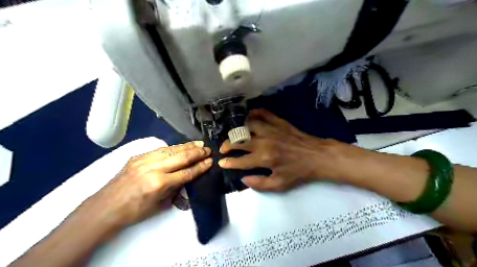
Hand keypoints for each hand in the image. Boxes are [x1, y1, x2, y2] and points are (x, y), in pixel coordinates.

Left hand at [83, 141, 210, 227]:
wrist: (105, 207)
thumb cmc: (134, 211)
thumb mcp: (159, 204)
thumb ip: (175, 188)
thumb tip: (187, 177)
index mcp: (159, 184)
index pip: (186, 173)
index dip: (200, 167)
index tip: (210, 161)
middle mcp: (153, 169)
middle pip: (181, 157)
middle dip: (197, 153)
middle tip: (208, 149)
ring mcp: (144, 160)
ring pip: (171, 150)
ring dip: (187, 146)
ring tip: (199, 144)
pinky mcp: (138, 156)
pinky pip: (160, 149)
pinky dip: (174, 147)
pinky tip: (181, 146)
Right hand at [220, 108, 342, 191]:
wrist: (317, 156)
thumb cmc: (299, 172)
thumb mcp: (280, 185)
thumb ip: (259, 184)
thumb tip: (243, 179)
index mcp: (264, 158)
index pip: (240, 161)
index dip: (229, 162)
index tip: (221, 162)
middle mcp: (264, 142)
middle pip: (239, 141)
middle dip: (227, 145)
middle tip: (223, 148)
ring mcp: (271, 129)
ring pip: (248, 125)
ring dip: (239, 130)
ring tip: (236, 135)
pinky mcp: (279, 122)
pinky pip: (263, 113)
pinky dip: (254, 113)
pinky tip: (249, 117)